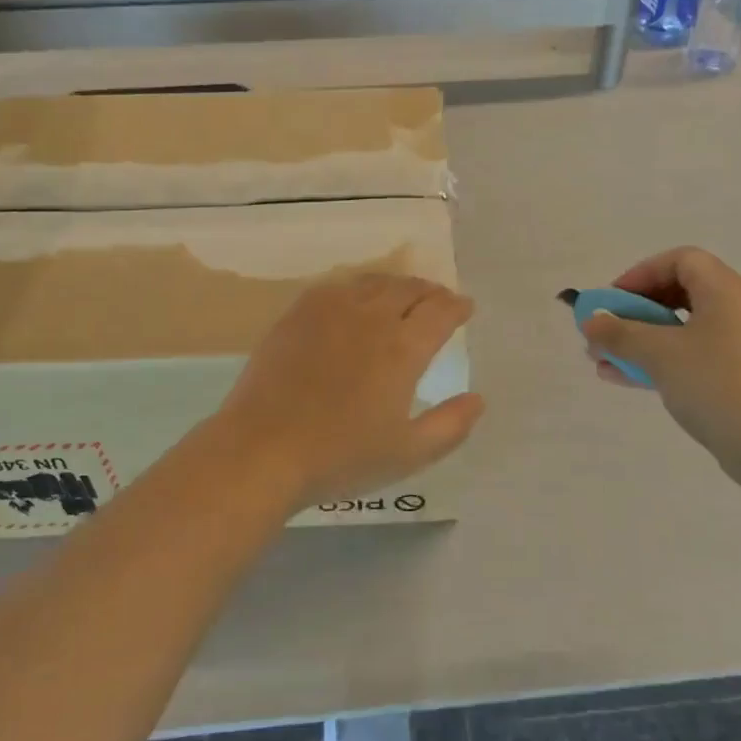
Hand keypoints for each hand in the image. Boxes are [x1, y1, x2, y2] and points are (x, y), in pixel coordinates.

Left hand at [212, 274, 483, 509]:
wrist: (262, 450)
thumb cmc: (340, 457)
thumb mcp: (407, 454)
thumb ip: (450, 425)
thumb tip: (478, 399)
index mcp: (402, 349)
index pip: (440, 312)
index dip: (457, 306)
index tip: (465, 307)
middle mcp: (371, 318)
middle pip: (408, 289)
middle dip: (430, 291)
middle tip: (438, 300)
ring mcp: (330, 310)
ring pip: (373, 282)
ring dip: (396, 285)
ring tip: (401, 295)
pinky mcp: (298, 313)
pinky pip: (337, 286)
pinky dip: (358, 287)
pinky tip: (355, 300)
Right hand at [580, 247, 740, 482]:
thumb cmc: (713, 383)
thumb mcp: (658, 353)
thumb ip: (619, 334)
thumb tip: (589, 322)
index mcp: (725, 291)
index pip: (680, 260)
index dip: (642, 273)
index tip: (614, 299)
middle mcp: (736, 309)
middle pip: (678, 292)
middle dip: (634, 310)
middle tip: (607, 327)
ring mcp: (737, 344)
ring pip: (680, 328)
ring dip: (639, 338)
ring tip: (601, 357)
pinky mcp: (736, 374)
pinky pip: (689, 354)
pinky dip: (657, 359)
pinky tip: (620, 377)